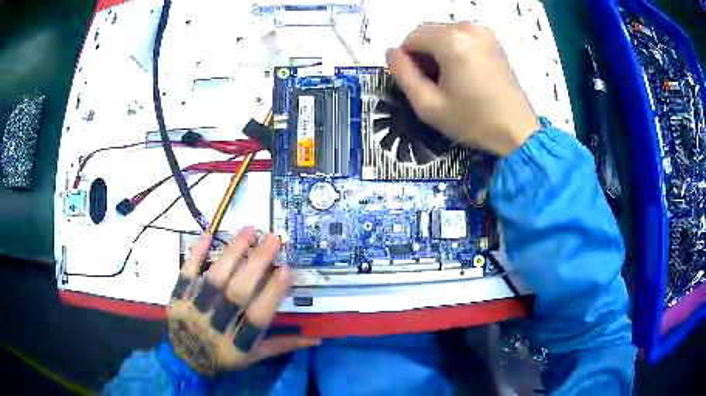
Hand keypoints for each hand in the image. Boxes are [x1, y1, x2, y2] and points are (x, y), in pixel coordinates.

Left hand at [166, 227, 319, 374]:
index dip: (273, 293)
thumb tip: (316, 339)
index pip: (257, 318)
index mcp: (238, 344)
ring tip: (249, 230)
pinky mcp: (178, 297)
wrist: (183, 360)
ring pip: (214, 279)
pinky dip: (196, 254)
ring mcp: (194, 309)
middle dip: (257, 263)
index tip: (287, 268)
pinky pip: (186, 274)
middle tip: (274, 238)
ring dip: (232, 252)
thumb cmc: (223, 359)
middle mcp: (216, 326)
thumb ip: (282, 345)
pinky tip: (209, 235)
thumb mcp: (253, 358)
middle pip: (238, 293)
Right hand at [387, 22, 540, 156]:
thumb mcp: (428, 105)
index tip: (416, 82)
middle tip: (431, 82)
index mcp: (451, 40)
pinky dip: (454, 49)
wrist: (517, 131)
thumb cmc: (473, 121)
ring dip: (438, 51)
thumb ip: (402, 75)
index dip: (407, 59)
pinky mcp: (493, 40)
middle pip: (428, 32)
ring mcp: (484, 32)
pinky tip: (463, 72)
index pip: (411, 37)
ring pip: (444, 33)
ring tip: (449, 79)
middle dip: (422, 53)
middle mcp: (468, 28)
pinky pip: (462, 36)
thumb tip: (391, 52)